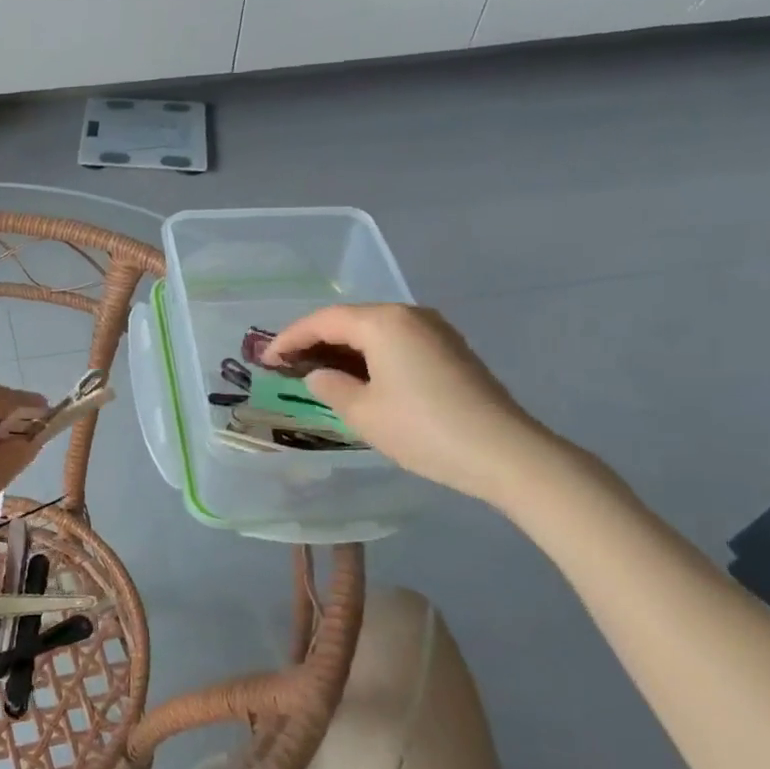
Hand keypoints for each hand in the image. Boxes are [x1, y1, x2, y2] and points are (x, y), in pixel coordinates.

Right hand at [267, 304, 561, 505]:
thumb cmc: (423, 429)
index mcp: (383, 322)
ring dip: (343, 348)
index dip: (289, 338)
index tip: (264, 359)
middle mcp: (409, 315)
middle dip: (315, 340)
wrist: (505, 453)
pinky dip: (369, 355)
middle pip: (350, 319)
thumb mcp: (363, 413)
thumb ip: (331, 387)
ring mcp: (435, 331)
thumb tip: (318, 376)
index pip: (323, 320)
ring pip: (374, 330)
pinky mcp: (450, 350)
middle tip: (286, 364)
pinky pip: (396, 342)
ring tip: (316, 371)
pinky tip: (357, 377)